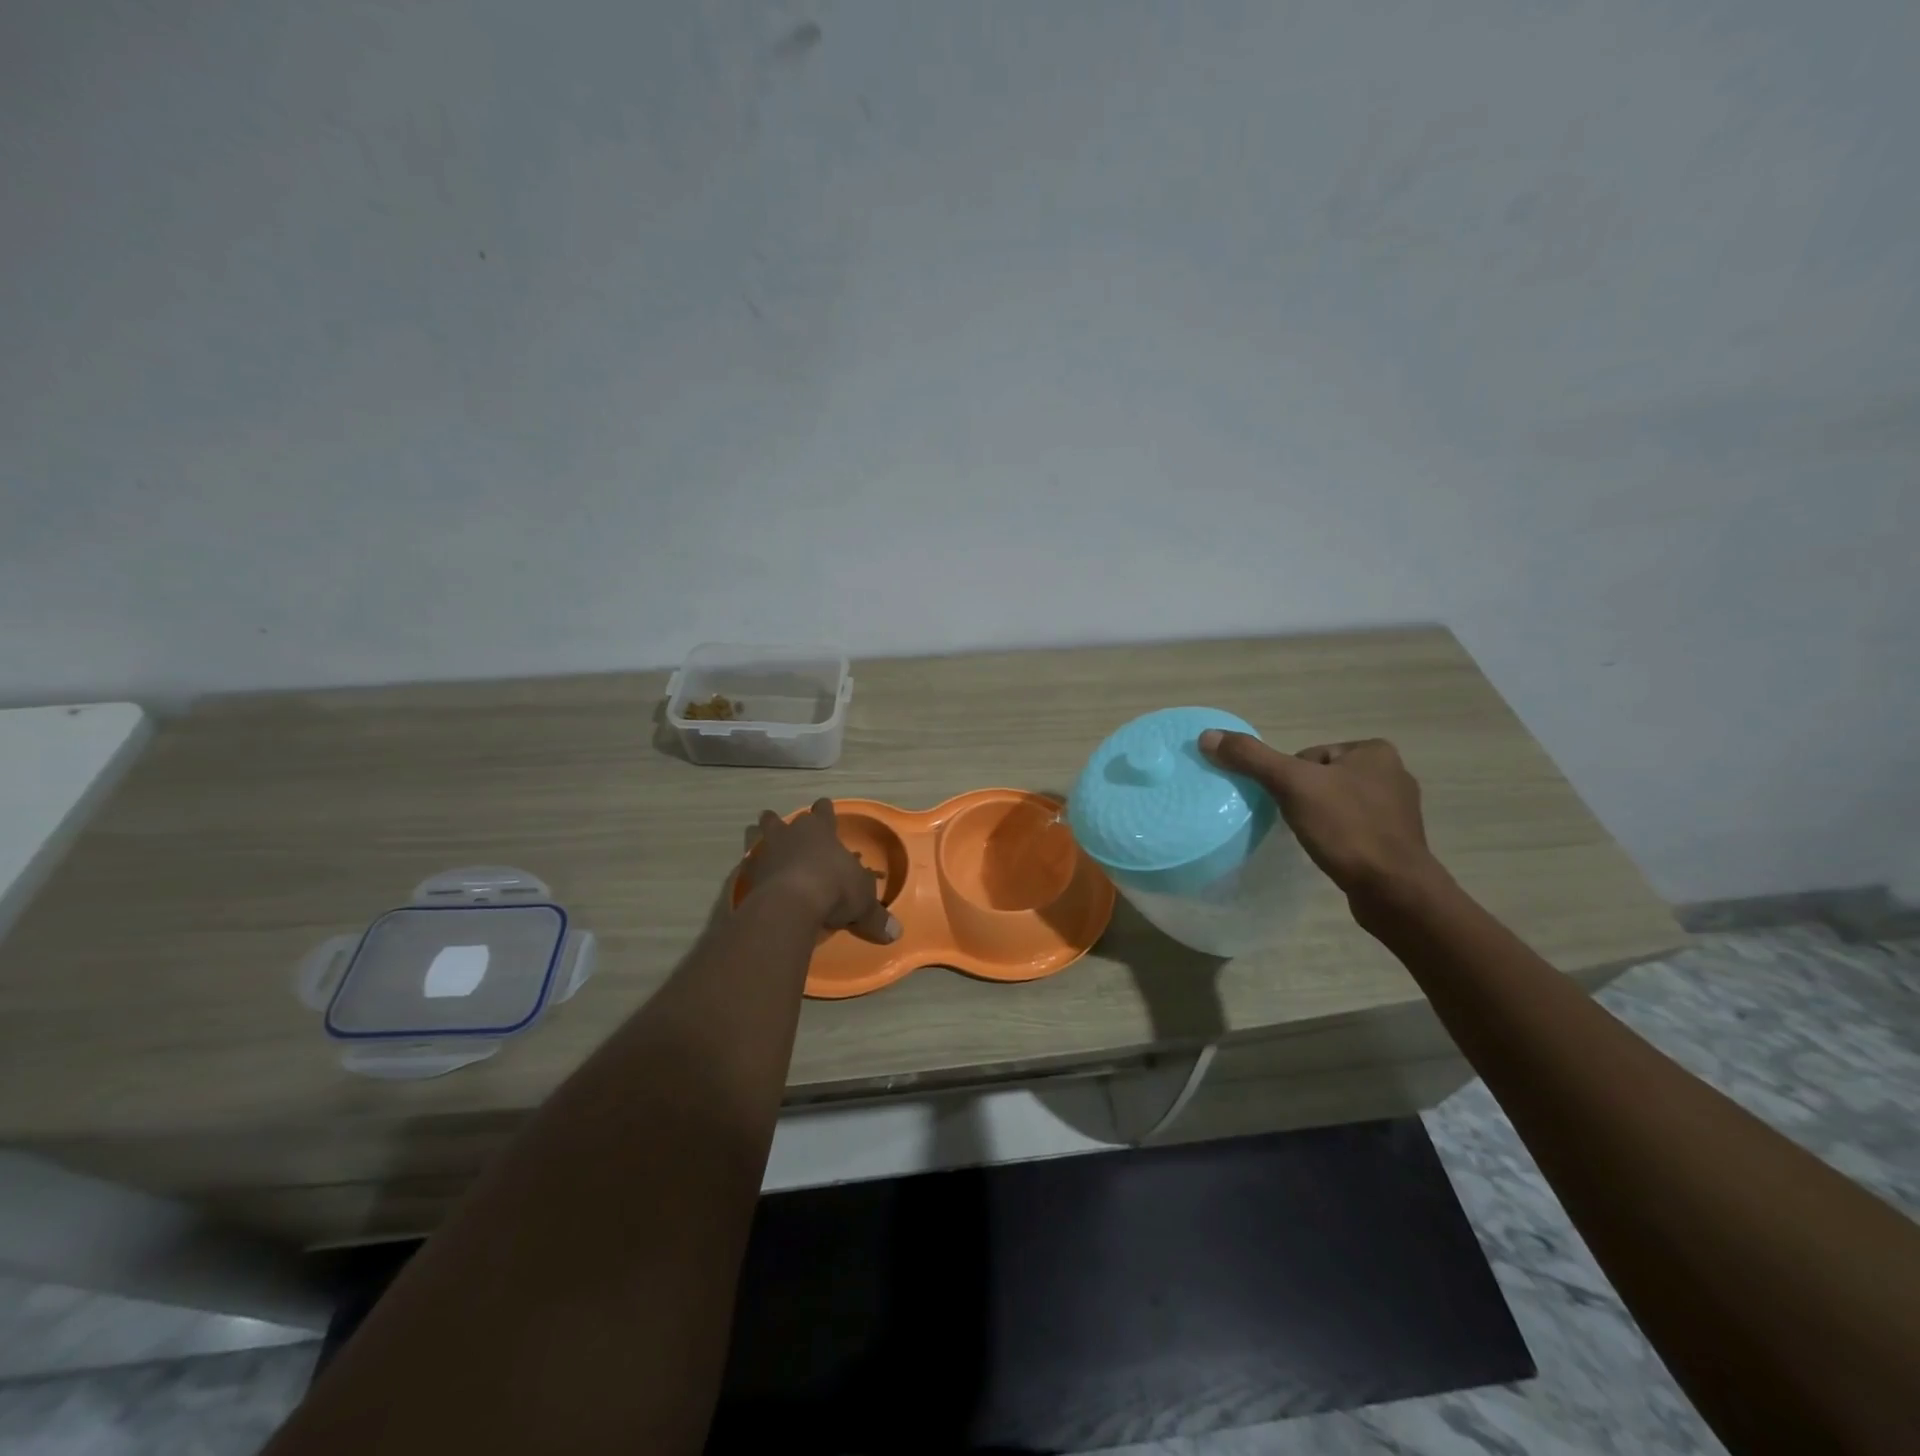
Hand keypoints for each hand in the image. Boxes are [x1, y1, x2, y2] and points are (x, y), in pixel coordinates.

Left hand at [746, 798, 900, 943]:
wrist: (791, 904)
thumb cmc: (835, 889)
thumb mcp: (863, 903)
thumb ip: (875, 916)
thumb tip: (895, 933)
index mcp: (821, 830)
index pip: (823, 811)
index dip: (824, 810)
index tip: (824, 808)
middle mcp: (792, 834)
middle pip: (781, 820)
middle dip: (780, 822)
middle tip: (781, 826)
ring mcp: (767, 852)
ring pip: (758, 836)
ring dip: (759, 840)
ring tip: (760, 846)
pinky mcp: (749, 874)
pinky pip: (748, 867)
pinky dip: (751, 872)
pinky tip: (754, 881)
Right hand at [1198, 732, 1438, 898]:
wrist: (1394, 890)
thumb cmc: (1346, 828)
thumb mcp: (1291, 785)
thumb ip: (1250, 758)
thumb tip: (1207, 736)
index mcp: (1374, 751)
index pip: (1308, 756)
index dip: (1289, 779)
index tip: (1288, 803)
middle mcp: (1392, 773)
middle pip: (1320, 778)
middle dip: (1303, 799)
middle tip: (1296, 822)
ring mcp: (1397, 809)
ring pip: (1335, 804)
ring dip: (1319, 818)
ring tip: (1312, 839)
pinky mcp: (1396, 841)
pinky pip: (1352, 828)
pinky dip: (1336, 837)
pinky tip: (1330, 852)